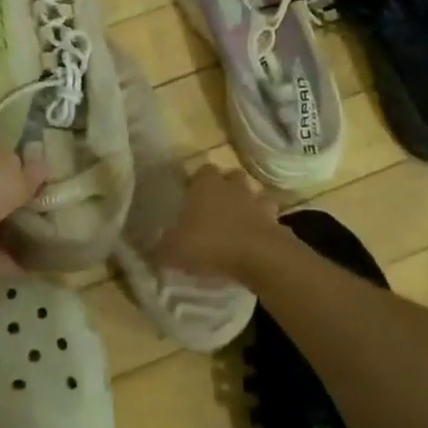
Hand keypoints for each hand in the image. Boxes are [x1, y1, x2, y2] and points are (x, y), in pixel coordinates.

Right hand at [151, 165, 279, 281]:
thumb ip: (160, 249)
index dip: (196, 183)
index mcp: (206, 184)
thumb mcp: (173, 251)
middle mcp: (232, 186)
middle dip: (224, 189)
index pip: (201, 171)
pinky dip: (261, 226)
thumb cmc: (210, 244)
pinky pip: (267, 219)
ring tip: (235, 225)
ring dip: (245, 205)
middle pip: (230, 177)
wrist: (260, 256)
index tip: (190, 198)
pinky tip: (253, 241)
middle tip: (213, 209)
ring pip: (251, 195)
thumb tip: (151, 253)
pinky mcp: (276, 221)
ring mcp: (257, 201)